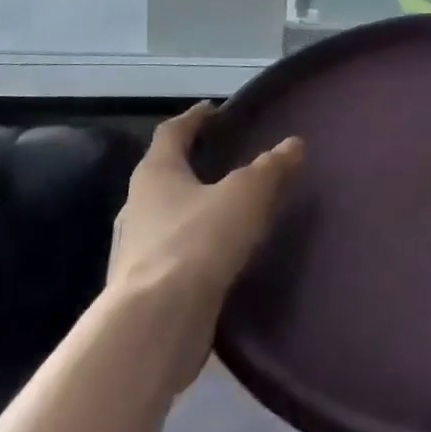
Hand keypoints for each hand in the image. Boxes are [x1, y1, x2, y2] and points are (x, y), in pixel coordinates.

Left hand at [108, 103, 303, 391]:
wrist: (157, 322)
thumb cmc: (199, 240)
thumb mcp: (247, 193)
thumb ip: (272, 167)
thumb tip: (294, 143)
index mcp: (156, 174)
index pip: (171, 133)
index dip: (194, 119)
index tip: (212, 109)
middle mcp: (138, 206)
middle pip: (165, 174)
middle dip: (194, 165)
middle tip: (227, 158)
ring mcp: (136, 249)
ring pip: (169, 215)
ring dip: (196, 207)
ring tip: (230, 207)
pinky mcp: (145, 286)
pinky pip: (175, 251)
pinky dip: (197, 244)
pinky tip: (221, 252)